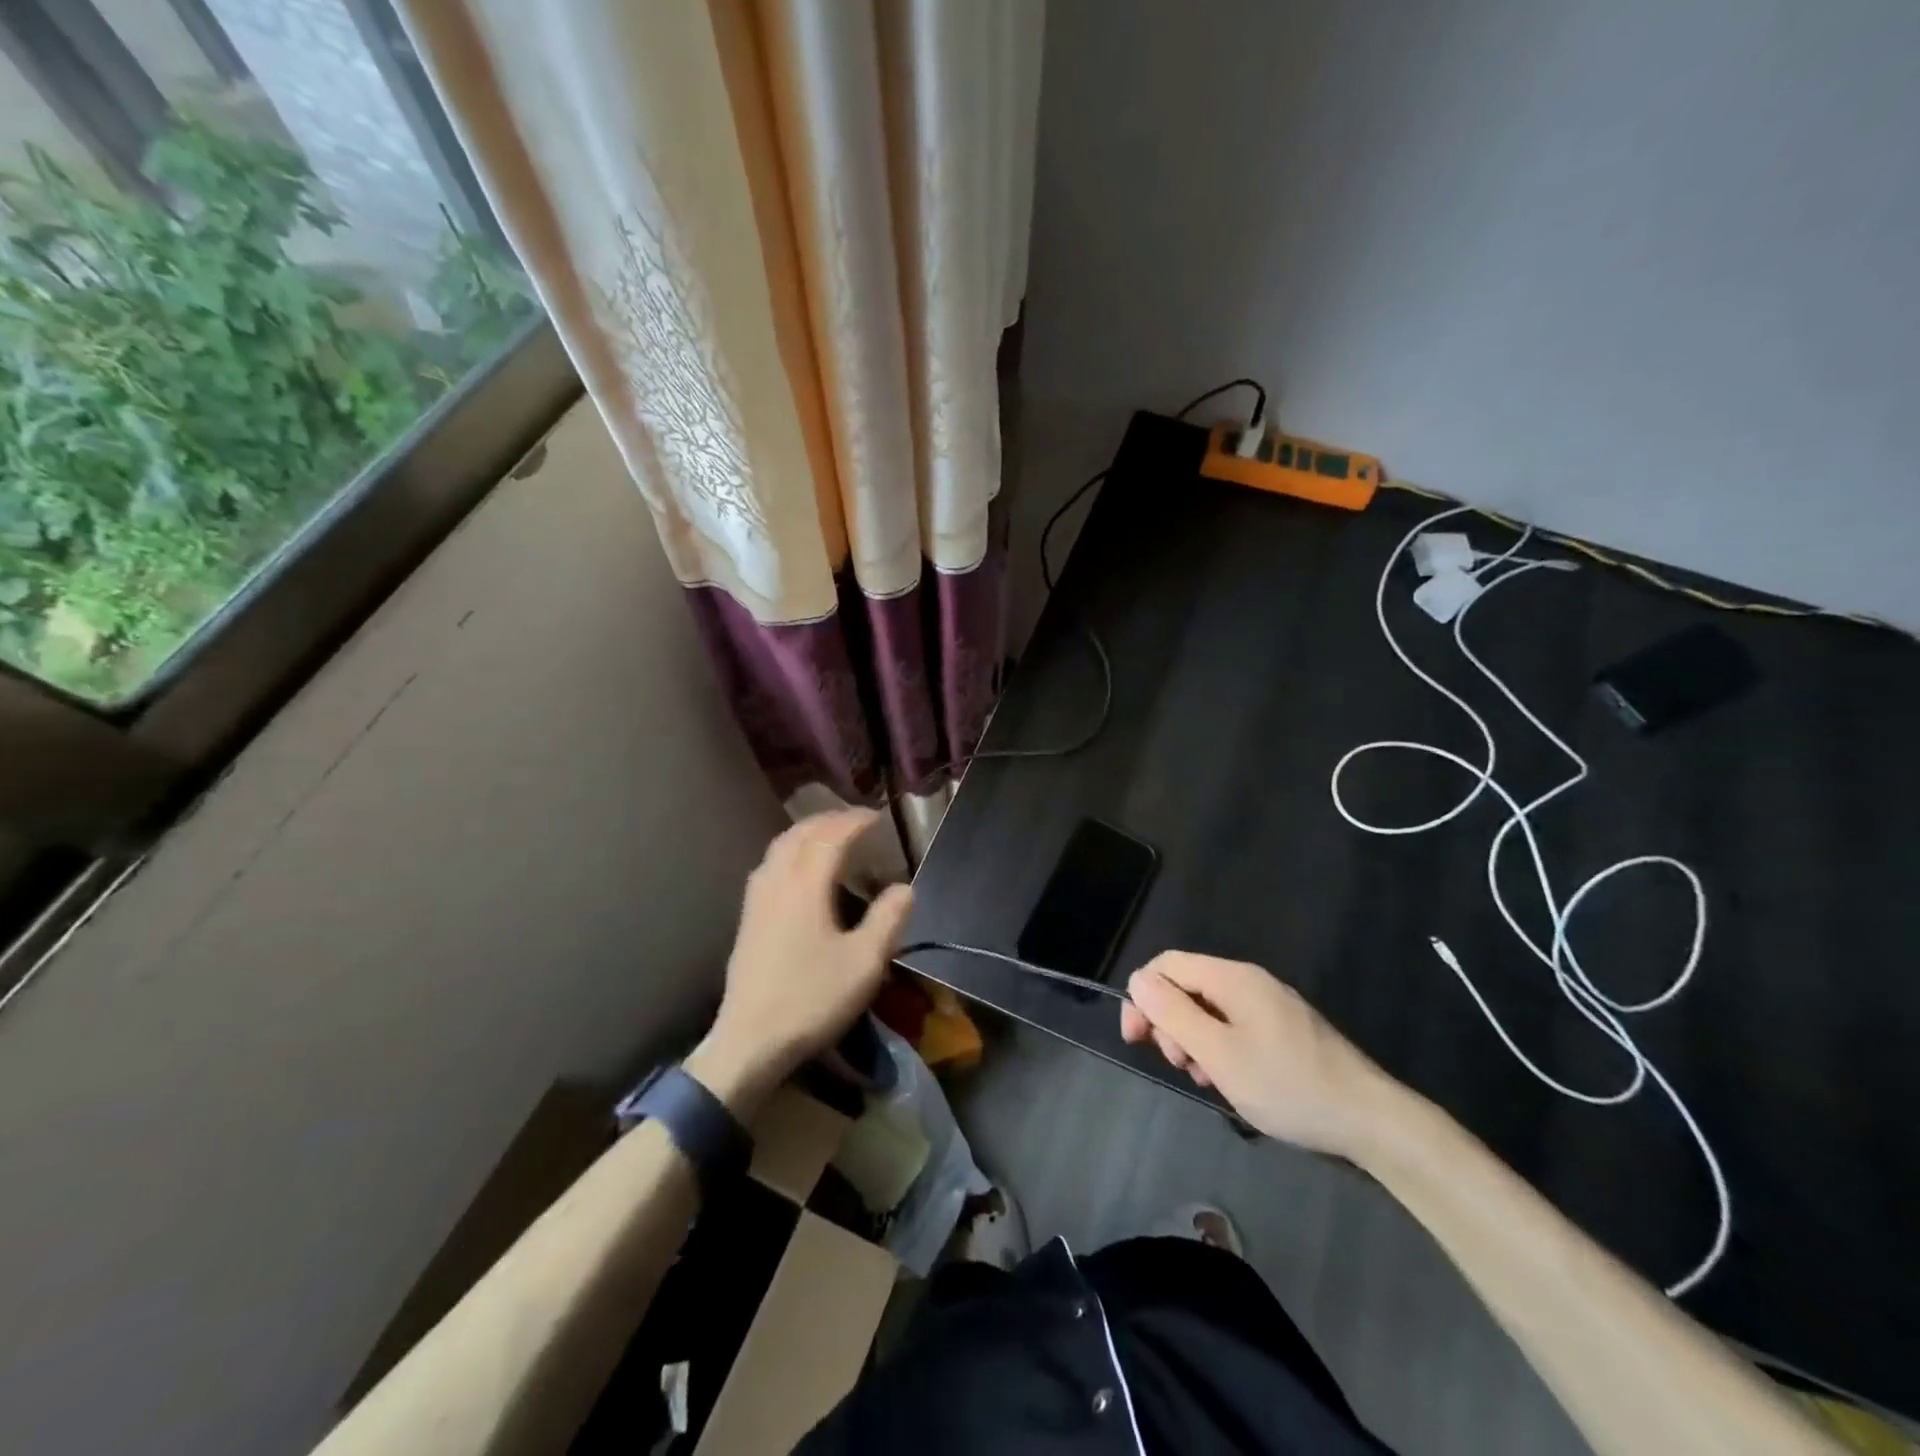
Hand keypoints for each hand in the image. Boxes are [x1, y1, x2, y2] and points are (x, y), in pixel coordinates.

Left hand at [688, 809, 911, 1115]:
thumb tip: (905, 888)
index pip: (830, 837)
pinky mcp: (747, 920)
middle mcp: (776, 882)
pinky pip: (768, 866)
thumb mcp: (864, 963)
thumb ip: (887, 920)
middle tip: (856, 821)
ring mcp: (756, 901)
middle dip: (829, 820)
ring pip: (779, 848)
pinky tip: (797, 872)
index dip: (854, 822)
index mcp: (805, 886)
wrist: (750, 1042)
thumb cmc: (811, 999)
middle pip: (800, 835)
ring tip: (829, 837)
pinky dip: (789, 852)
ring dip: (806, 833)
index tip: (878, 817)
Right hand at [1120, 952, 1392, 1155]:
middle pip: (1186, 986)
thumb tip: (1139, 980)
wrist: (1370, 1120)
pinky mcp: (1283, 1028)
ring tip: (1208, 1079)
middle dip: (1171, 1023)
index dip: (1142, 996)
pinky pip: (1233, 1025)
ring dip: (1194, 1041)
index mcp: (1232, 977)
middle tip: (1181, 1066)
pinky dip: (1220, 1048)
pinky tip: (1231, 1080)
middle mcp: (1248, 980)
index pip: (1167, 965)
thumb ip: (1174, 1014)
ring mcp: (1269, 1004)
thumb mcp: (1219, 1054)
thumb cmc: (1287, 1085)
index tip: (1137, 1040)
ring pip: (1208, 1010)